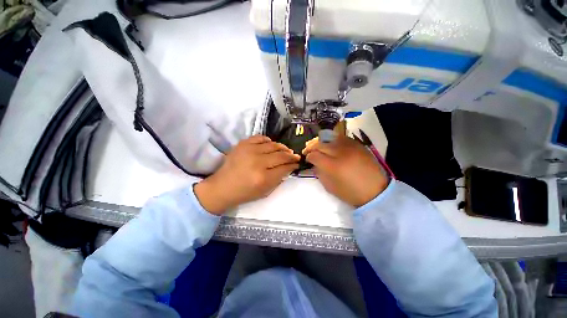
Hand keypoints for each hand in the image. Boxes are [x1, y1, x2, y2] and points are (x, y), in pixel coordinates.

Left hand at [195, 135, 299, 214]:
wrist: (222, 187)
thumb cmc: (244, 193)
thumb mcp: (265, 191)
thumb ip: (279, 179)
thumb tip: (289, 167)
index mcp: (263, 178)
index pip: (284, 167)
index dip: (293, 165)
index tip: (297, 163)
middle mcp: (258, 162)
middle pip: (281, 155)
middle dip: (291, 156)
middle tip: (295, 156)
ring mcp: (249, 151)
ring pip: (273, 145)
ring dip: (282, 147)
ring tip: (286, 150)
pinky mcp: (242, 144)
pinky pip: (260, 138)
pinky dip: (268, 140)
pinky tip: (271, 145)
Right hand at [303, 135, 388, 206]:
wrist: (376, 191)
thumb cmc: (351, 193)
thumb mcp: (330, 187)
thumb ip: (319, 174)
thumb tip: (314, 164)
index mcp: (332, 166)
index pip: (314, 155)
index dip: (308, 157)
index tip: (307, 159)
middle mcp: (340, 153)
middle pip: (320, 144)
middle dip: (311, 147)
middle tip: (308, 151)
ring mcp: (350, 147)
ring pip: (330, 137)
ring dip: (321, 141)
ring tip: (317, 145)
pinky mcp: (358, 145)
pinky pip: (341, 137)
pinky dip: (333, 140)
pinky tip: (330, 144)